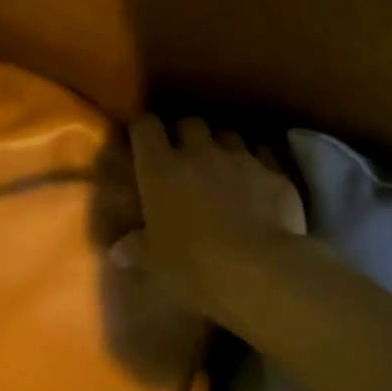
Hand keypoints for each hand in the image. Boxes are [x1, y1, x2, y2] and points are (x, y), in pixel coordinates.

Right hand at [116, 115, 305, 317]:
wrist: (260, 268)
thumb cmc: (194, 267)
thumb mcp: (157, 264)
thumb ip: (137, 249)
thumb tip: (117, 250)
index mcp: (160, 169)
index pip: (145, 127)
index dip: (144, 129)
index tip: (143, 140)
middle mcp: (199, 152)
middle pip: (190, 123)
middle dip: (187, 134)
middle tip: (186, 157)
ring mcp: (240, 157)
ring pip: (228, 135)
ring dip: (223, 146)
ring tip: (224, 167)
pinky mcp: (274, 170)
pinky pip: (263, 153)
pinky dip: (258, 162)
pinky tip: (258, 180)